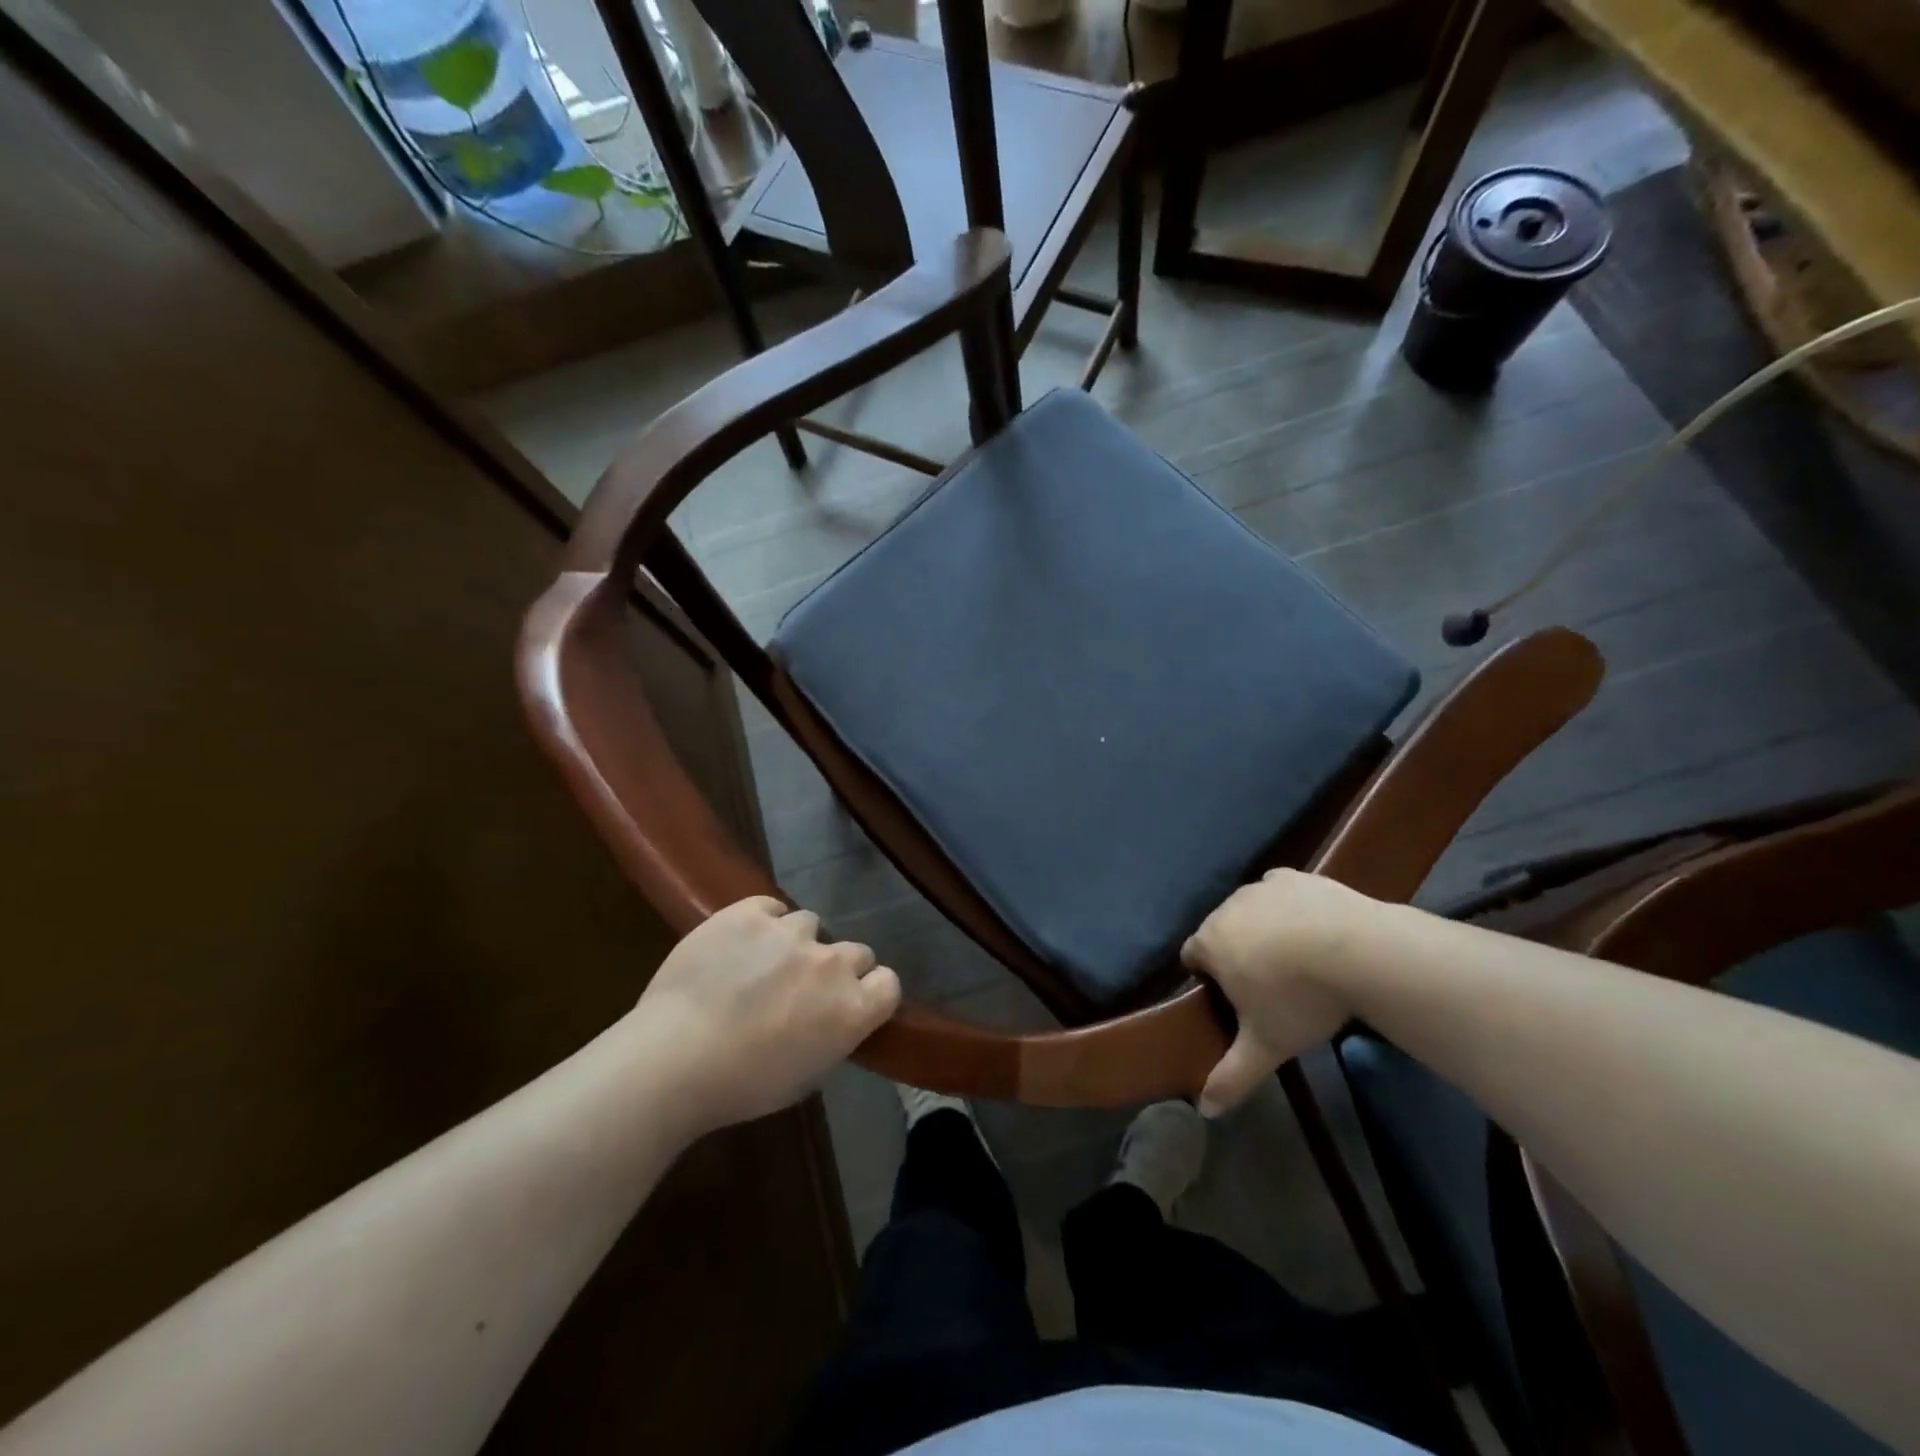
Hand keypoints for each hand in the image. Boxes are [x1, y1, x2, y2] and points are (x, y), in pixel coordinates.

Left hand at [633, 897, 900, 1133]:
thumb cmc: (740, 1087)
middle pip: (856, 951)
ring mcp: (791, 932)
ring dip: (795, 943)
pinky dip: (762, 921)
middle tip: (802, 988)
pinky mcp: (750, 912)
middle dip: (835, 967)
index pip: (888, 983)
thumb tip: (830, 1018)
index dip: (871, 991)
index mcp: (852, 1009)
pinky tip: (740, 942)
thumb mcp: (805, 1077)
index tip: (850, 1002)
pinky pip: (770, 907)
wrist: (673, 1059)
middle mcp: (831, 963)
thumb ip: (832, 1036)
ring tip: (762, 963)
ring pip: (810, 924)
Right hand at [1182, 870, 1383, 1116]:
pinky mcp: (1295, 876)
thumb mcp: (1266, 1046)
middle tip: (1268, 985)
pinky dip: (1289, 907)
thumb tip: (1205, 1110)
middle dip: (1235, 952)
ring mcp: (1261, 886)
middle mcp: (1227, 907)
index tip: (1234, 999)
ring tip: (1297, 959)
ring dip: (1261, 929)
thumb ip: (1232, 1076)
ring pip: (1250, 909)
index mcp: (1211, 942)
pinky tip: (1313, 928)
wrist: (1359, 951)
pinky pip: (1280, 890)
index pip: (1191, 956)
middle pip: (1219, 930)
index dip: (1207, 978)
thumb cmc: (1300, 998)